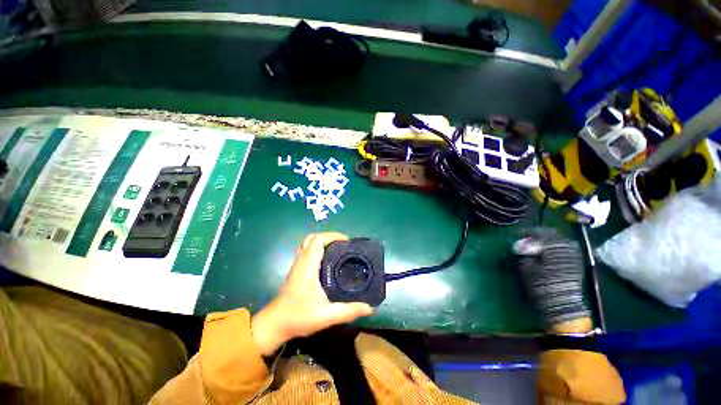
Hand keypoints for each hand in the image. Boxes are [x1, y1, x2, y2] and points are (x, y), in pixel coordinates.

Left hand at [251, 232, 373, 355]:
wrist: (274, 325)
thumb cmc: (298, 317)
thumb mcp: (326, 315)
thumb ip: (348, 311)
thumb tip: (370, 308)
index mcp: (307, 266)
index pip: (318, 240)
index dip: (333, 235)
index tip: (347, 241)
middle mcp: (301, 261)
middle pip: (313, 238)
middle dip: (329, 237)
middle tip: (344, 244)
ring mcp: (297, 265)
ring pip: (308, 244)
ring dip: (323, 242)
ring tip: (338, 249)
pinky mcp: (297, 270)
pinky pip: (307, 251)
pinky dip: (318, 249)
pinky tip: (328, 260)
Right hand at [514, 227, 591, 333]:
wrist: (561, 303)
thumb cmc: (540, 283)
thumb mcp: (526, 266)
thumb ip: (525, 252)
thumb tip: (523, 244)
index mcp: (553, 246)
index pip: (540, 232)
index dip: (528, 232)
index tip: (519, 234)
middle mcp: (566, 247)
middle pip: (553, 235)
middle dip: (540, 236)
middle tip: (529, 240)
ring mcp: (574, 256)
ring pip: (561, 242)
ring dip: (550, 242)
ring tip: (539, 247)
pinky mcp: (577, 264)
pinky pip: (567, 250)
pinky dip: (557, 249)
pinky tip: (550, 254)